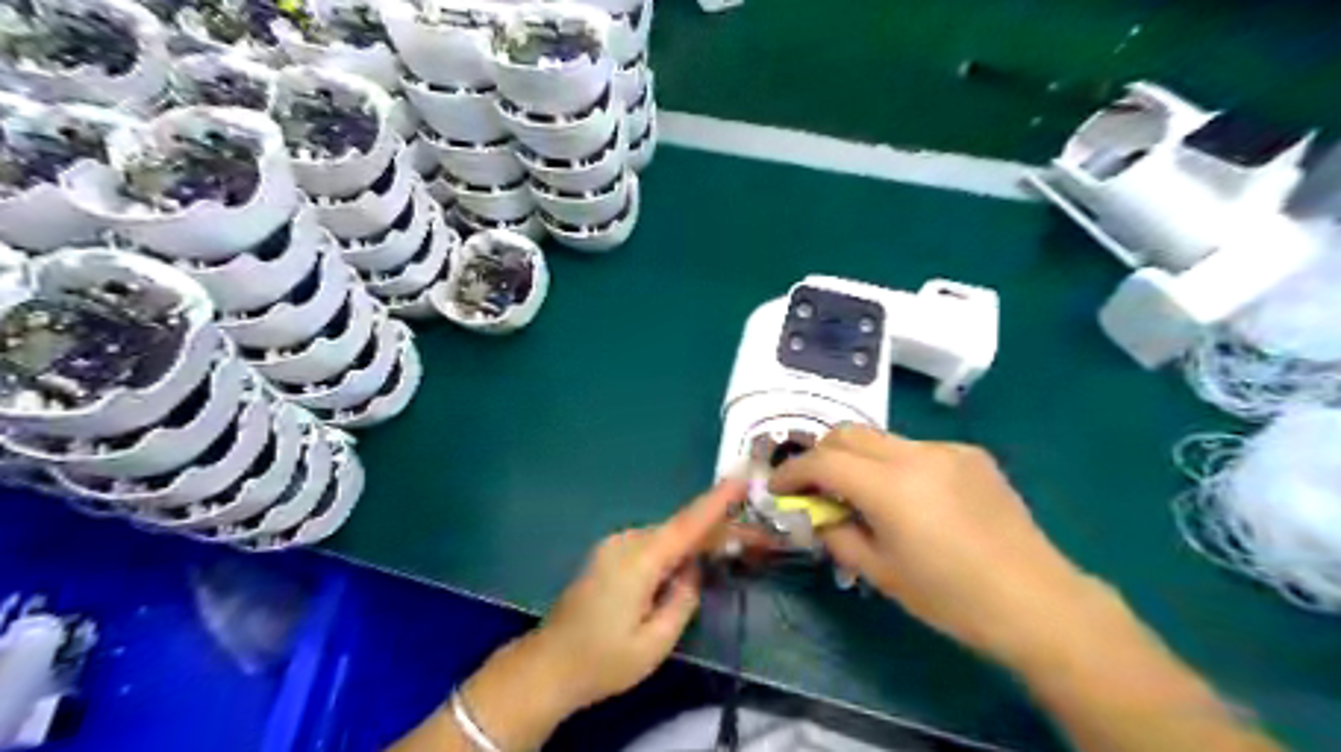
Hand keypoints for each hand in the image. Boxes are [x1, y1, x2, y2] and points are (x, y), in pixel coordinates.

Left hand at [531, 479, 749, 713]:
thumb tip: (693, 570)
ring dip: (697, 542)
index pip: (687, 525)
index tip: (741, 477)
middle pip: (681, 529)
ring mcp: (614, 545)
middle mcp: (626, 542)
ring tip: (729, 553)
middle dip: (718, 531)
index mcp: (639, 560)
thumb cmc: (602, 662)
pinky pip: (651, 545)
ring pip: (667, 537)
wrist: (548, 666)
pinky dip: (675, 551)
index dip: (717, 501)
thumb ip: (683, 599)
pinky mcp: (609, 554)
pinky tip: (690, 564)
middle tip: (756, 540)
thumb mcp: (655, 643)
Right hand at [770, 425, 1094, 659]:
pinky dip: (895, 464)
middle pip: (848, 433)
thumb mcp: (881, 573)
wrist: (1037, 601)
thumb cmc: (951, 597)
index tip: (777, 488)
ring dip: (858, 458)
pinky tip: (911, 497)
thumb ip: (838, 534)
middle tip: (813, 486)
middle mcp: (916, 454)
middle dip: (820, 454)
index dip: (792, 472)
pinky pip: (916, 449)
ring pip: (881, 438)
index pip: (823, 461)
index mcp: (890, 486)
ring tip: (861, 493)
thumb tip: (818, 514)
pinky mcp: (971, 454)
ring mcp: (947, 449)